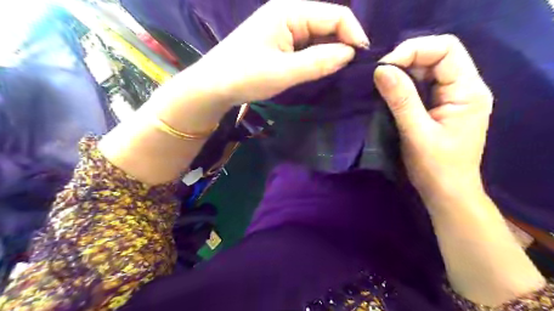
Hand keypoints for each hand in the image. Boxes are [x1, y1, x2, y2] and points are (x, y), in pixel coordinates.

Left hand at [183, 0, 366, 104]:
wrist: (214, 86)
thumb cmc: (244, 76)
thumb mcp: (283, 72)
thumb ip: (318, 62)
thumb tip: (350, 54)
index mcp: (290, 11)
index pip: (336, 15)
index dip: (354, 35)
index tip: (362, 61)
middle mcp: (289, 14)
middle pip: (328, 24)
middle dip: (343, 45)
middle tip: (352, 71)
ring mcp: (284, 28)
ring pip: (318, 36)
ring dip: (330, 53)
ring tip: (339, 73)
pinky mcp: (280, 42)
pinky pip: (307, 46)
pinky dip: (317, 57)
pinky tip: (320, 70)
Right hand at [372, 36, 493, 204]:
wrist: (446, 193)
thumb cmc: (436, 168)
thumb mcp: (417, 133)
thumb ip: (401, 100)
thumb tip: (380, 69)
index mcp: (468, 91)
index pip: (445, 49)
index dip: (414, 51)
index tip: (384, 68)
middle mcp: (465, 87)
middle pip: (436, 56)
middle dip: (405, 60)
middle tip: (378, 76)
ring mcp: (452, 97)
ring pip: (426, 69)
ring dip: (402, 72)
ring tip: (379, 83)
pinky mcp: (439, 106)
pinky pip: (421, 85)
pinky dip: (403, 85)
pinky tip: (388, 92)